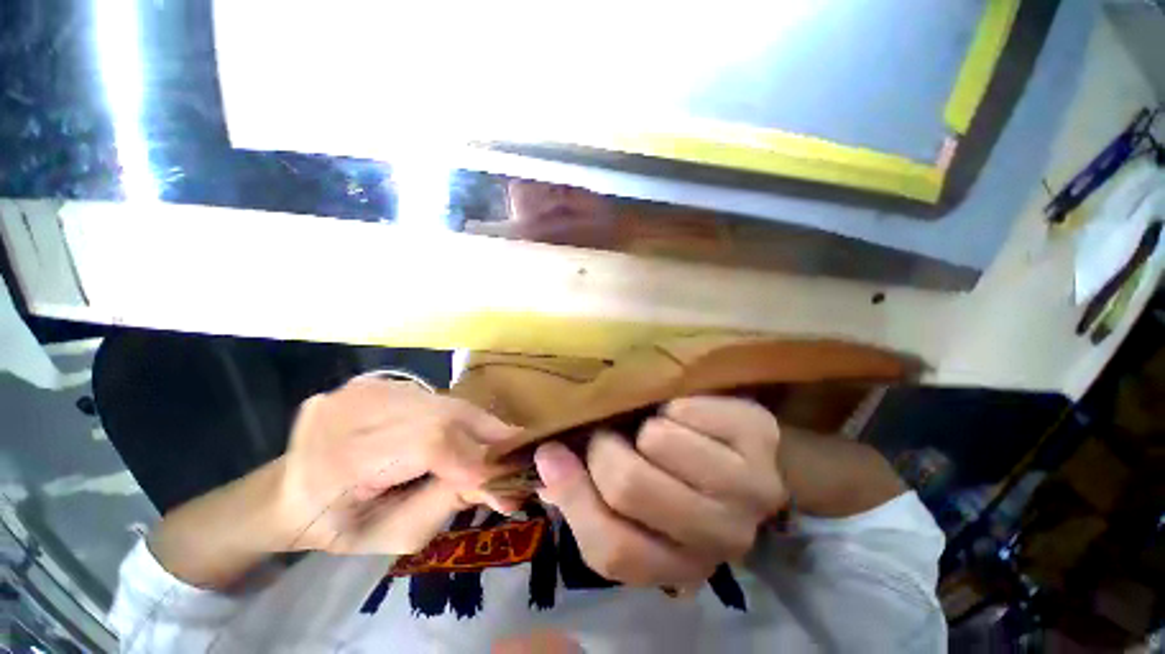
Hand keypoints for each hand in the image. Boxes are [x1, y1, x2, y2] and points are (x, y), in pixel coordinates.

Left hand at [272, 377, 518, 553]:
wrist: (290, 490)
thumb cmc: (340, 526)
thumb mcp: (396, 534)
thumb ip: (449, 503)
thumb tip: (502, 481)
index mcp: (341, 462)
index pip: (429, 444)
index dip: (476, 457)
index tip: (511, 477)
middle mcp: (352, 412)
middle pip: (443, 415)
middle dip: (487, 436)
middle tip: (515, 453)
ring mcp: (363, 389)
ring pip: (444, 402)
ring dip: (475, 425)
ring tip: (492, 446)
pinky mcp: (376, 381)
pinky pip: (433, 398)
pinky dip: (455, 417)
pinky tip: (457, 434)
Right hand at [535, 396, 786, 586]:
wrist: (733, 439)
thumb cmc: (673, 469)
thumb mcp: (625, 492)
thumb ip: (580, 491)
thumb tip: (538, 466)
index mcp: (681, 561)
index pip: (613, 551)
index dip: (572, 496)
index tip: (551, 453)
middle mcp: (722, 538)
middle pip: (630, 487)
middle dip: (605, 448)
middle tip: (610, 433)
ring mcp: (750, 488)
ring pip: (657, 442)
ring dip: (643, 426)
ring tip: (654, 426)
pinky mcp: (759, 435)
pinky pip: (685, 408)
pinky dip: (671, 403)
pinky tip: (685, 413)